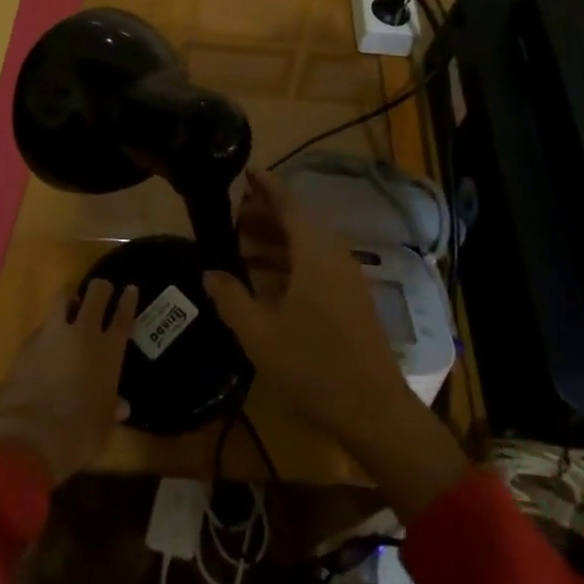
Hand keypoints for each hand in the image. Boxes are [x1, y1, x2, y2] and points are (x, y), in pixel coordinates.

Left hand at [0, 279, 138, 485]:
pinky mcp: (28, 344)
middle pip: (96, 294)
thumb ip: (112, 407)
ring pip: (62, 298)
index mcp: (109, 351)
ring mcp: (53, 335)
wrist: (32, 438)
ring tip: (70, 307)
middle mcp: (84, 334)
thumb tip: (121, 407)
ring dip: (69, 300)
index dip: (128, 300)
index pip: (123, 315)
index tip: (130, 288)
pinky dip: (47, 331)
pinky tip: (46, 344)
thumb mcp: (104, 424)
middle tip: (101, 291)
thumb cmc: (80, 434)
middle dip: (100, 288)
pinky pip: (42, 328)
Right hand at [206, 171, 468, 520]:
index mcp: (315, 253)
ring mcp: (346, 278)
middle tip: (233, 214)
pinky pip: (317, 263)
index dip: (267, 186)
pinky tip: (266, 277)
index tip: (244, 173)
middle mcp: (334, 256)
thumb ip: (231, 298)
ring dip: (277, 238)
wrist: (374, 410)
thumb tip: (209, 273)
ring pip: (308, 244)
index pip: (290, 204)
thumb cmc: (312, 367)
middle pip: (299, 221)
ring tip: (241, 242)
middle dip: (266, 213)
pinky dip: (290, 260)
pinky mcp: (351, 299)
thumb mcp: (259, 334)